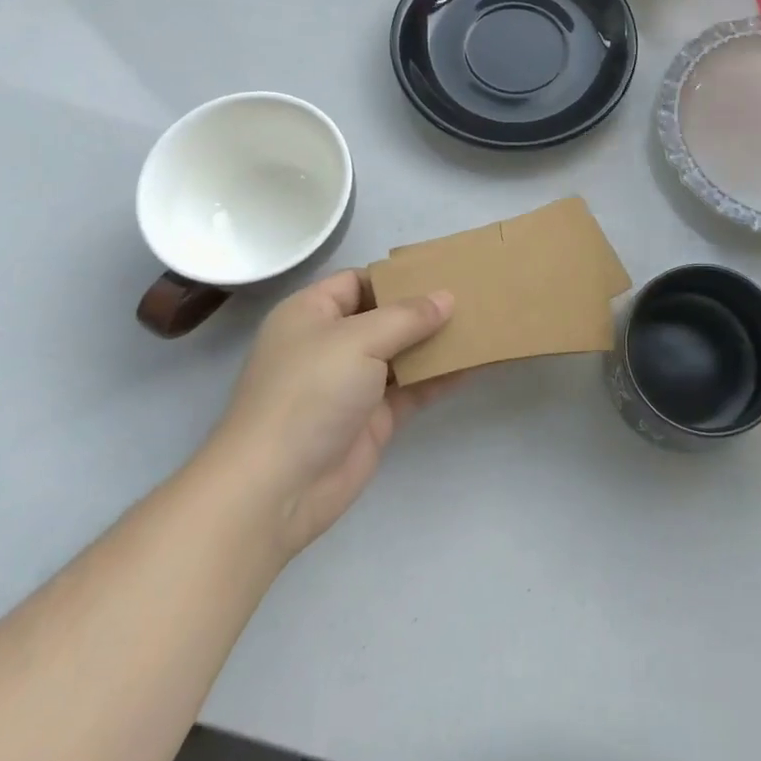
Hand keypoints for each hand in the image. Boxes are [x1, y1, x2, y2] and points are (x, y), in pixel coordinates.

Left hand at [203, 270, 455, 557]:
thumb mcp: (358, 340)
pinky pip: (413, 388)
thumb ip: (407, 317)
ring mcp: (353, 383)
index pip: (358, 281)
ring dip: (437, 342)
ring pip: (402, 352)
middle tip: (473, 294)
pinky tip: (475, 363)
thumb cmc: (309, 393)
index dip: (397, 276)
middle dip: (425, 308)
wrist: (278, 488)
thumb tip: (447, 298)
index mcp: (311, 314)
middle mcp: (331, 344)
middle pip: (384, 316)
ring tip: (482, 323)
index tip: (442, 272)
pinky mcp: (373, 418)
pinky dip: (440, 376)